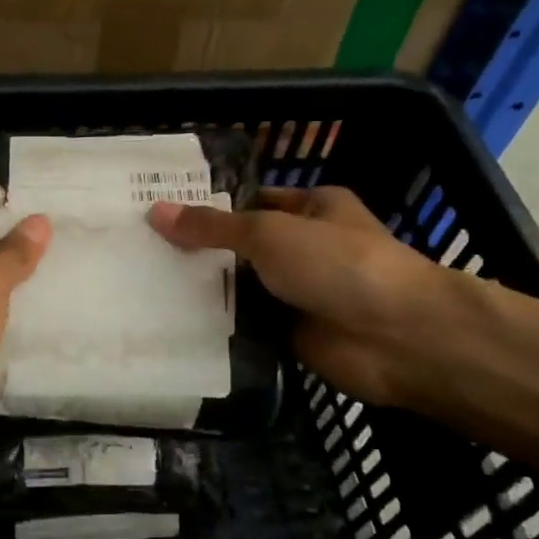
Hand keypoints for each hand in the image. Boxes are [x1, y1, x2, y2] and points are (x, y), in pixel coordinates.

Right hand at [148, 186, 448, 404]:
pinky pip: (247, 328)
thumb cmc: (338, 264)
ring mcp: (299, 294)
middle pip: (242, 248)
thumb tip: (156, 212)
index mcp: (311, 208)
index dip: (210, 206)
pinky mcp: (292, 335)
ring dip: (205, 293)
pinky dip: (219, 328)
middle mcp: (305, 248)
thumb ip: (213, 227)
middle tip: (141, 254)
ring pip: (241, 290)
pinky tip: (172, 326)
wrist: (397, 337)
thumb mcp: (268, 233)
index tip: (160, 214)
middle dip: (200, 252)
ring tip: (144, 289)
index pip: (251, 201)